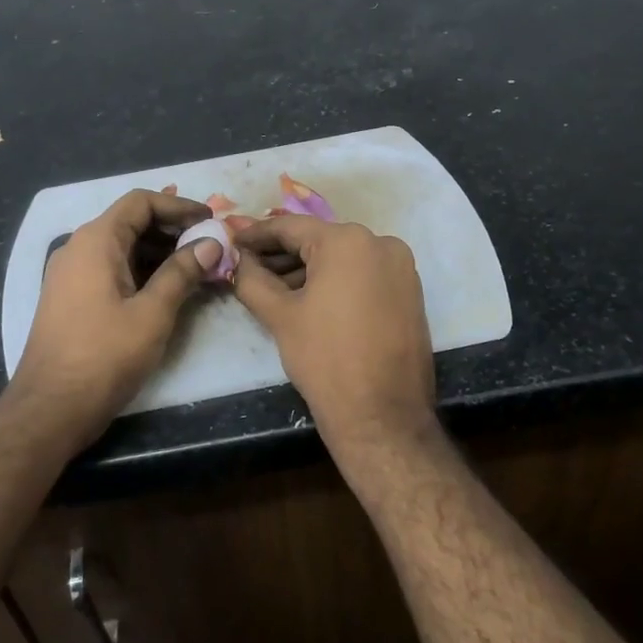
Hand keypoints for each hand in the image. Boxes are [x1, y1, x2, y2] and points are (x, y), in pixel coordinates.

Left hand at [9, 188, 220, 445]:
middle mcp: (79, 248)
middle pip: (130, 222)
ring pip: (122, 247)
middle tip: (209, 247)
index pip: (140, 202)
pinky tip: (167, 290)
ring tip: (197, 269)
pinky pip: (110, 269)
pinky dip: (141, 271)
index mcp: (96, 241)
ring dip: (159, 253)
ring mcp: (71, 274)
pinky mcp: (70, 297)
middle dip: (172, 230)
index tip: (210, 222)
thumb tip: (210, 243)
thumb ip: (182, 273)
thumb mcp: (152, 314)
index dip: (178, 206)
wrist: (50, 408)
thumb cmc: (104, 356)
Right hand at [232, 216, 437, 457]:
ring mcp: (400, 268)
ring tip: (272, 287)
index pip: (291, 227)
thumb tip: (240, 260)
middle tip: (247, 265)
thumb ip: (252, 279)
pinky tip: (308, 298)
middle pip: (319, 241)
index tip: (232, 240)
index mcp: (347, 241)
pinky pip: (363, 274)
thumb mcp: (280, 316)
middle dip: (281, 253)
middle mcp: (380, 243)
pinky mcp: (409, 292)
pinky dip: (335, 281)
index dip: (256, 234)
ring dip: (307, 269)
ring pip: (342, 258)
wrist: (382, 415)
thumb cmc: (325, 359)